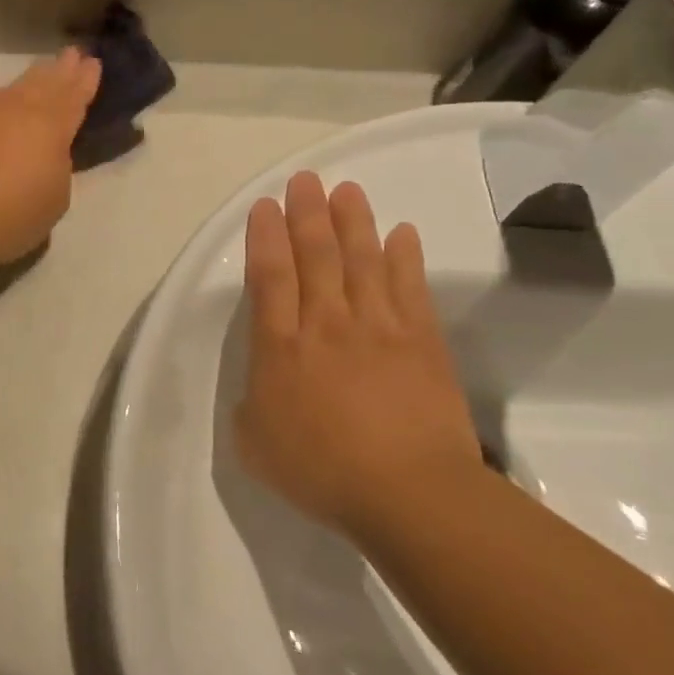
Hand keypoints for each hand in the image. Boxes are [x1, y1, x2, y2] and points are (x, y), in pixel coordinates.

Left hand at [0, 48, 100, 269]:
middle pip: (45, 83)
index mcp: (51, 127)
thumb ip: (57, 167)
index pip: (74, 97)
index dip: (86, 80)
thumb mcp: (55, 198)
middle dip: (61, 69)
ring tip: (43, 70)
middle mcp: (18, 111)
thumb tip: (45, 154)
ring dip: (33, 78)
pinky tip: (5, 100)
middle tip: (73, 54)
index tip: (94, 63)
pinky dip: (5, 98)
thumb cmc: (13, 216)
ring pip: (15, 89)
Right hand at [237, 172, 483, 538]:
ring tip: (347, 190)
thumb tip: (262, 383)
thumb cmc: (321, 472)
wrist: (410, 494)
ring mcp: (378, 328)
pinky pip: (410, 288)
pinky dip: (405, 256)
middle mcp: (326, 325)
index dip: (265, 238)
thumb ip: (251, 404)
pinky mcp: (422, 342)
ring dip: (353, 222)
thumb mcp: (254, 444)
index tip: (265, 206)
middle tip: (305, 180)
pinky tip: (402, 232)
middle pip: (315, 256)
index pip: (270, 278)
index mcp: (280, 348)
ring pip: (362, 261)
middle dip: (307, 214)